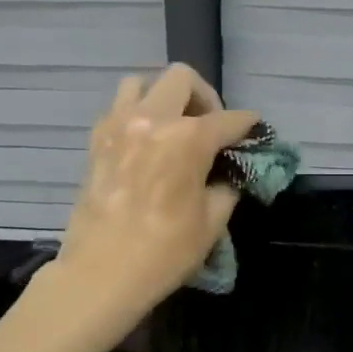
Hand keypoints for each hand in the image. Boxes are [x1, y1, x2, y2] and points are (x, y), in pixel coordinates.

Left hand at [54, 64, 257, 329]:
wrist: (101, 272)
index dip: (248, 125)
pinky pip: (118, 108)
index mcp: (188, 138)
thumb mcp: (212, 221)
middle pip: (183, 78)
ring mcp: (118, 125)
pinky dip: (136, 115)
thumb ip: (226, 185)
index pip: (229, 119)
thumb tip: (227, 172)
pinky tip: (146, 144)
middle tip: (210, 127)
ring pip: (141, 83)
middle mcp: (153, 119)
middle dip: (204, 97)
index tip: (255, 132)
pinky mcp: (96, 140)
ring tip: (172, 127)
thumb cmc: (165, 251)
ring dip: (163, 97)